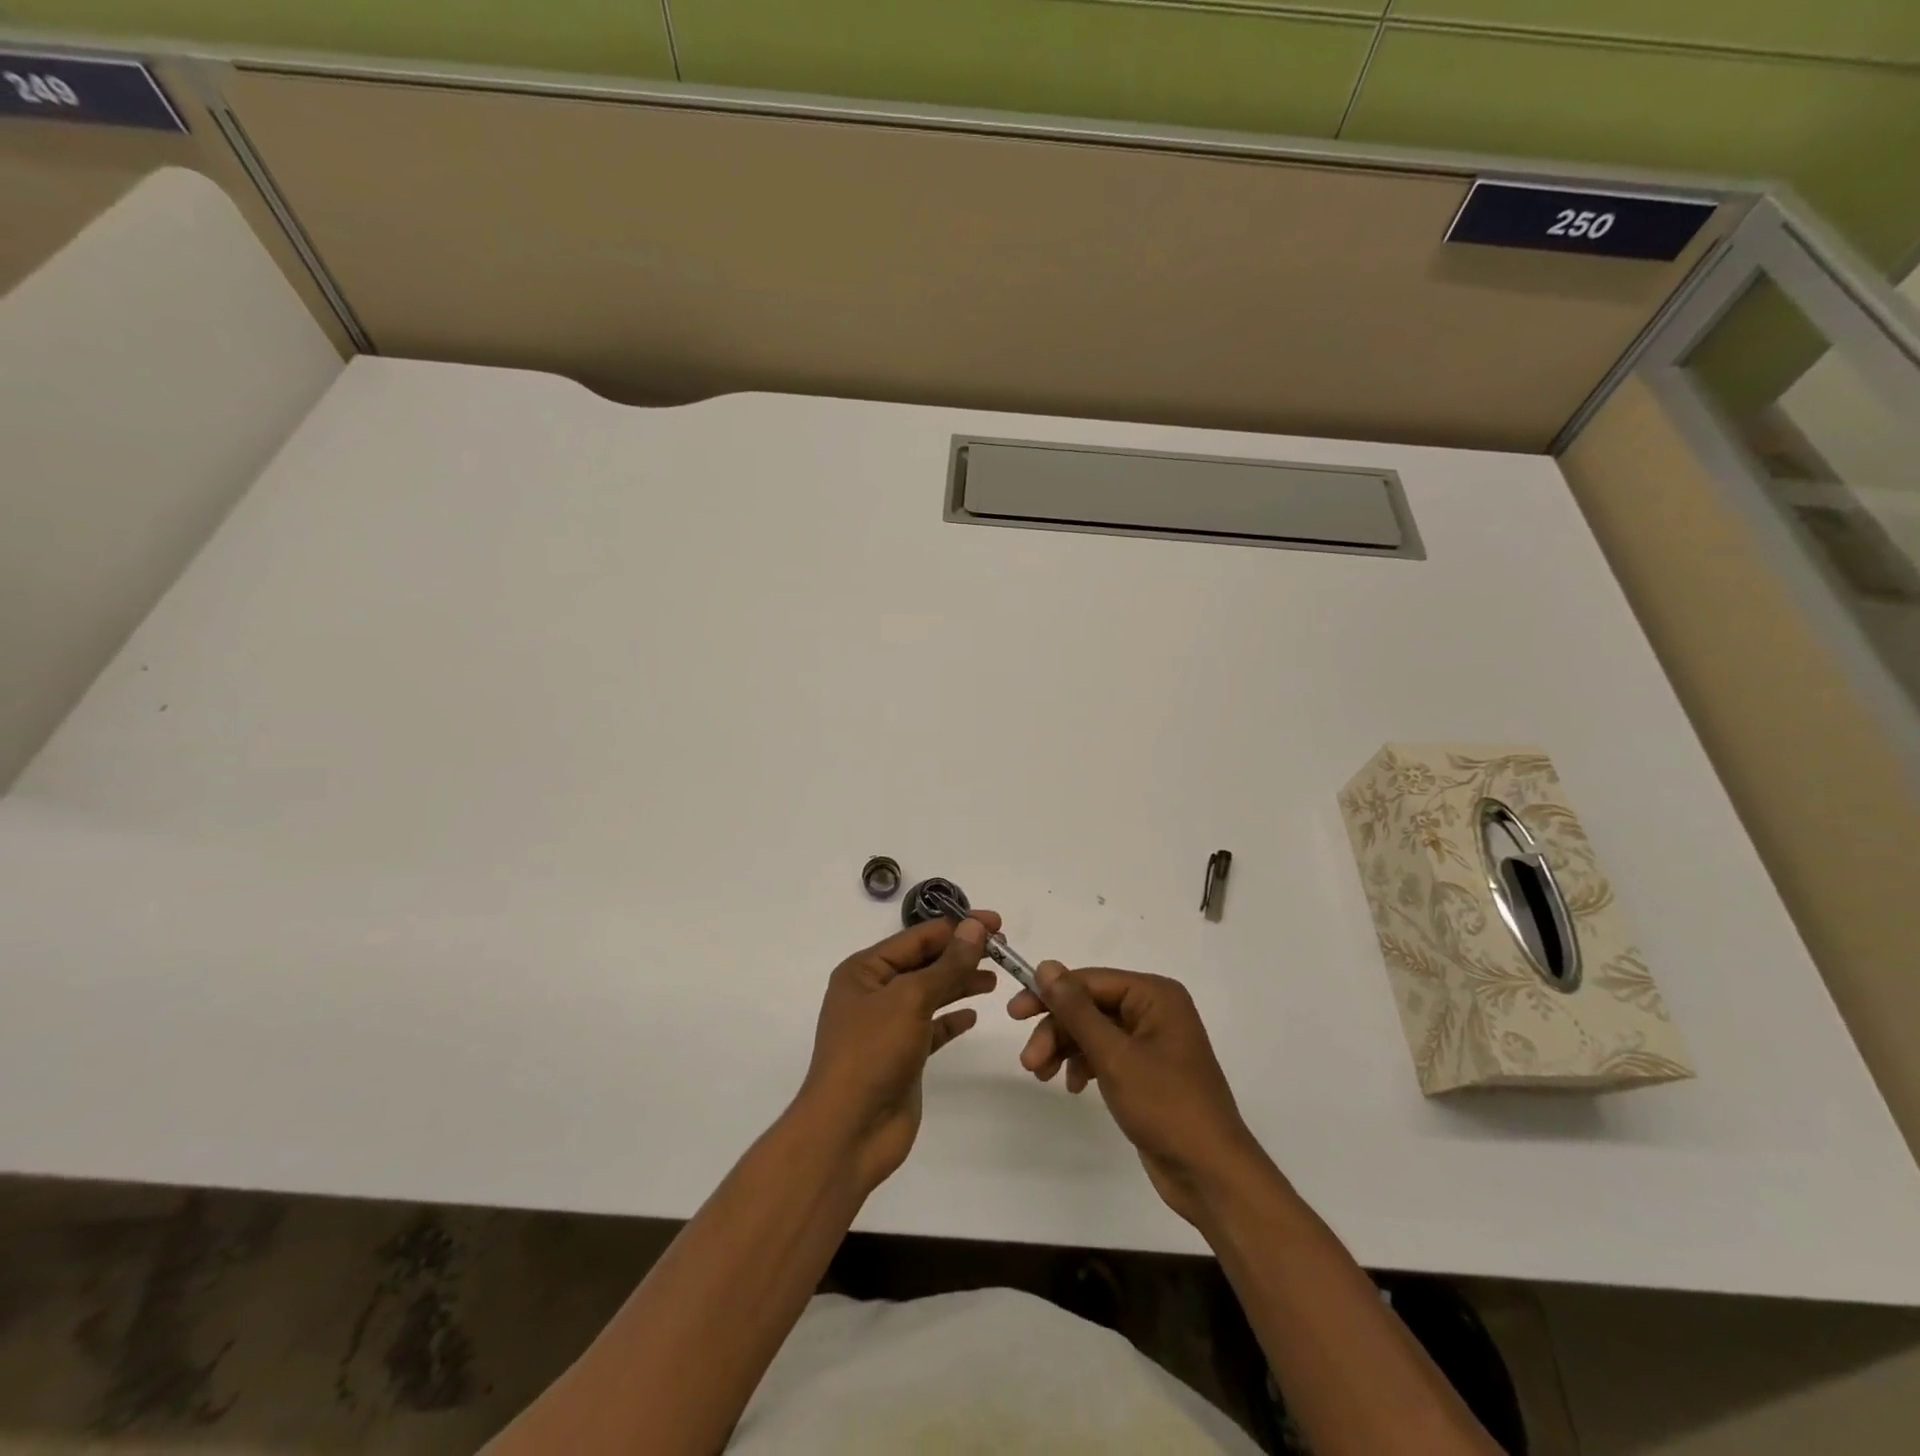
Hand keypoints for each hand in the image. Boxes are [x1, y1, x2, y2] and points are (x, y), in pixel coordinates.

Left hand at [796, 913, 999, 1194]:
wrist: (849, 1131)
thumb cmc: (872, 1052)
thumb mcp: (910, 999)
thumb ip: (947, 965)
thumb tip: (975, 927)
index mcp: (864, 970)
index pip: (917, 937)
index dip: (957, 927)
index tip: (996, 923)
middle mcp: (874, 992)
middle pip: (925, 962)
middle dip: (961, 954)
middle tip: (1003, 949)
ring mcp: (888, 1025)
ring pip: (931, 993)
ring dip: (960, 983)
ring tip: (995, 978)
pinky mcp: (903, 1055)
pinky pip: (932, 1027)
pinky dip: (952, 1018)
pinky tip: (973, 1015)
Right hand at [1010, 964, 1268, 1226]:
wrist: (1210, 1174)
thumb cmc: (1165, 1106)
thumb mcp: (1114, 1055)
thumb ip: (1077, 1010)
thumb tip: (1046, 966)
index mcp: (1155, 995)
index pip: (1090, 981)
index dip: (1050, 994)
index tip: (1014, 1013)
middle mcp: (1154, 1010)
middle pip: (1089, 1006)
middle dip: (1056, 1031)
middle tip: (1028, 1061)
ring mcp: (1151, 1041)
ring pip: (1093, 1031)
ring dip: (1065, 1049)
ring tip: (1042, 1075)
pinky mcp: (1146, 1070)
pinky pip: (1105, 1054)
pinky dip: (1084, 1065)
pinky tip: (1071, 1086)